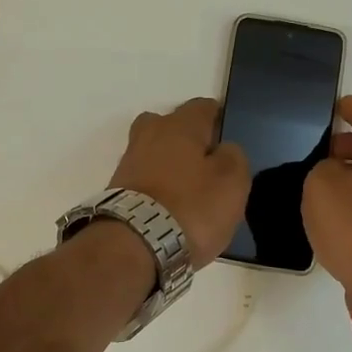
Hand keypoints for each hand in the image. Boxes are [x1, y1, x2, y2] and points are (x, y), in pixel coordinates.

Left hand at [109, 98, 250, 267]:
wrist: (135, 244)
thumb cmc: (191, 207)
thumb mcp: (232, 182)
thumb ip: (233, 156)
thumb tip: (223, 149)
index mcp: (180, 125)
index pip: (203, 107)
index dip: (219, 119)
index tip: (228, 139)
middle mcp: (150, 134)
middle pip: (171, 125)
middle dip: (187, 138)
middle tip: (206, 163)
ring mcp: (129, 161)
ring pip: (154, 151)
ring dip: (169, 164)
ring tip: (189, 191)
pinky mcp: (118, 189)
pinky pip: (144, 178)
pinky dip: (157, 186)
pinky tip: (170, 206)